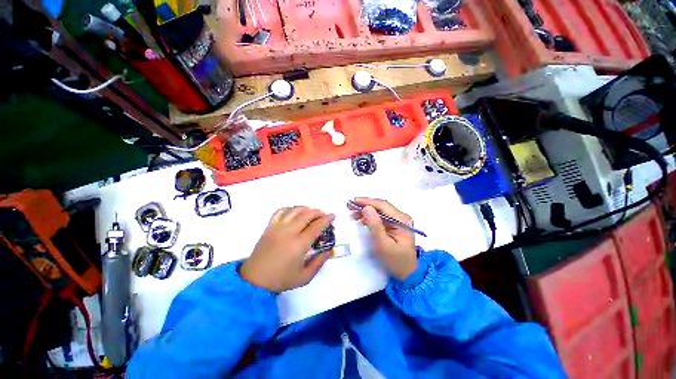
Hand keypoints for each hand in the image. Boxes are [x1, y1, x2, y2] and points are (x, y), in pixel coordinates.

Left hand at [240, 207, 334, 292]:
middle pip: (307, 215)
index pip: (316, 226)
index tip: (333, 216)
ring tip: (312, 211)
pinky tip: (294, 211)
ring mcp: (278, 227)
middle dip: (318, 212)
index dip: (326, 219)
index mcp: (299, 244)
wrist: (254, 280)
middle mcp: (289, 232)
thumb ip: (319, 262)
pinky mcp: (269, 227)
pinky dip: (289, 208)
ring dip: (306, 208)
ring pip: (294, 211)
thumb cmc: (281, 279)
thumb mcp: (304, 276)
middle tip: (324, 214)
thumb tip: (329, 250)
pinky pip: (280, 211)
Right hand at [350, 198, 416, 280]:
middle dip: (364, 205)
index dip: (367, 201)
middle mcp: (401, 217)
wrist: (407, 273)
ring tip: (352, 212)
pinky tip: (360, 218)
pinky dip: (369, 217)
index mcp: (401, 220)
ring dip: (366, 210)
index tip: (353, 200)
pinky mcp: (393, 225)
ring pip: (379, 210)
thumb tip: (366, 208)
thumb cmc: (395, 260)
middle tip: (349, 205)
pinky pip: (380, 217)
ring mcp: (397, 220)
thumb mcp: (383, 244)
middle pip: (380, 206)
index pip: (382, 205)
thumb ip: (375, 225)